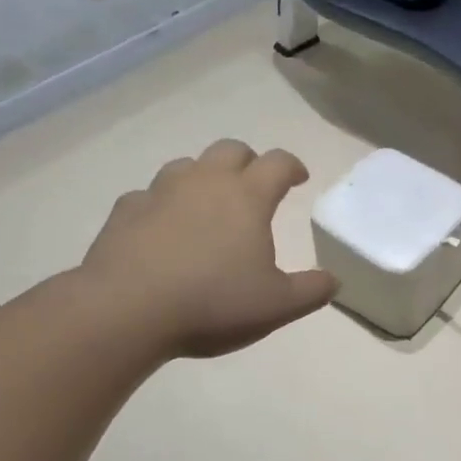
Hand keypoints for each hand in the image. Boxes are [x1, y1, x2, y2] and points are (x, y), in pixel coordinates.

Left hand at [78, 140, 336, 358]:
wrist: (126, 310)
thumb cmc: (212, 302)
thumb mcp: (277, 306)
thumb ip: (311, 290)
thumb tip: (334, 280)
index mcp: (247, 197)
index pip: (278, 163)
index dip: (292, 166)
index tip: (299, 179)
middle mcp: (205, 182)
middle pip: (231, 149)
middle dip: (248, 161)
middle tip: (254, 185)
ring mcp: (160, 192)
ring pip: (187, 165)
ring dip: (204, 176)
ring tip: (208, 203)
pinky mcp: (125, 211)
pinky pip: (149, 195)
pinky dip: (162, 204)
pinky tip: (161, 227)